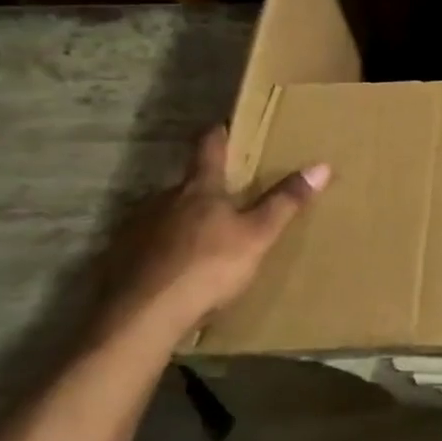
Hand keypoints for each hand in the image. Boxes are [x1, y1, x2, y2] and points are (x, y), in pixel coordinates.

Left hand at [90, 127, 328, 347]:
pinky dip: (161, 250)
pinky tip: (172, 269)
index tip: (223, 124)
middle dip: (204, 188)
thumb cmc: (208, 267)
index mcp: (199, 190)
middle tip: (223, 197)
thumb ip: (285, 203)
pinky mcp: (120, 259)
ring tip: (200, 238)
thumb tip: (321, 165)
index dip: (218, 135)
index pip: (209, 149)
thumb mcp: (258, 236)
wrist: (143, 316)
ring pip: (164, 215)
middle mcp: (163, 200)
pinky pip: (146, 245)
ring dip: (181, 221)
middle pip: (186, 185)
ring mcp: (136, 229)